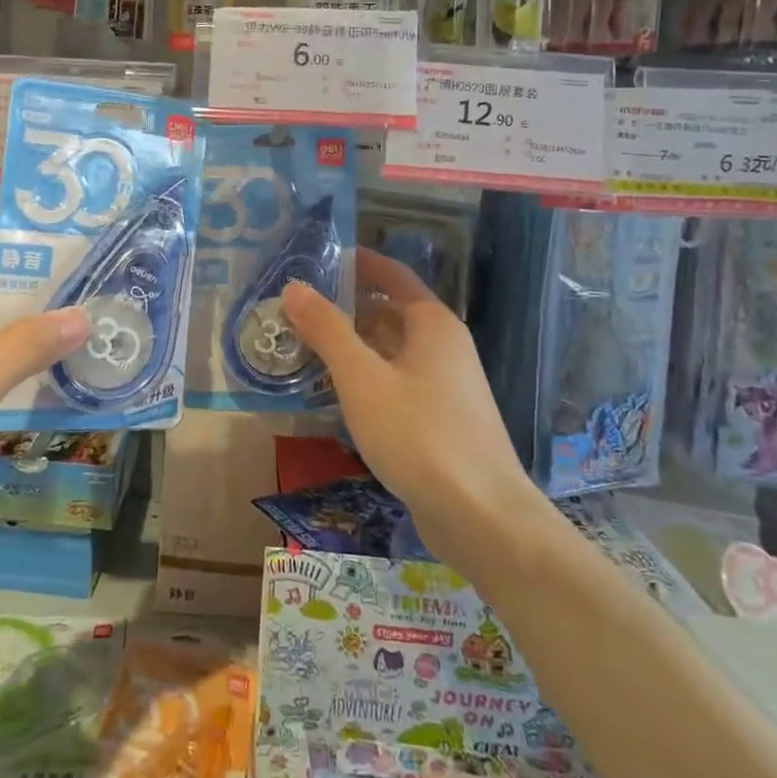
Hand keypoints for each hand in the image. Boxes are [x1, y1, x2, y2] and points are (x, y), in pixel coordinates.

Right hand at [282, 249, 541, 569]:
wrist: (482, 517)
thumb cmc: (419, 435)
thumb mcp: (362, 378)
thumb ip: (327, 330)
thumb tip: (294, 286)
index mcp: (432, 324)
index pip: (392, 275)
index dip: (357, 264)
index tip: (316, 260)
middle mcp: (444, 346)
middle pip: (391, 312)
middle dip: (346, 307)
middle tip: (297, 310)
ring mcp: (447, 385)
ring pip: (393, 351)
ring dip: (354, 346)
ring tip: (305, 348)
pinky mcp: (443, 421)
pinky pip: (398, 382)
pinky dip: (368, 378)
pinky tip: (337, 395)